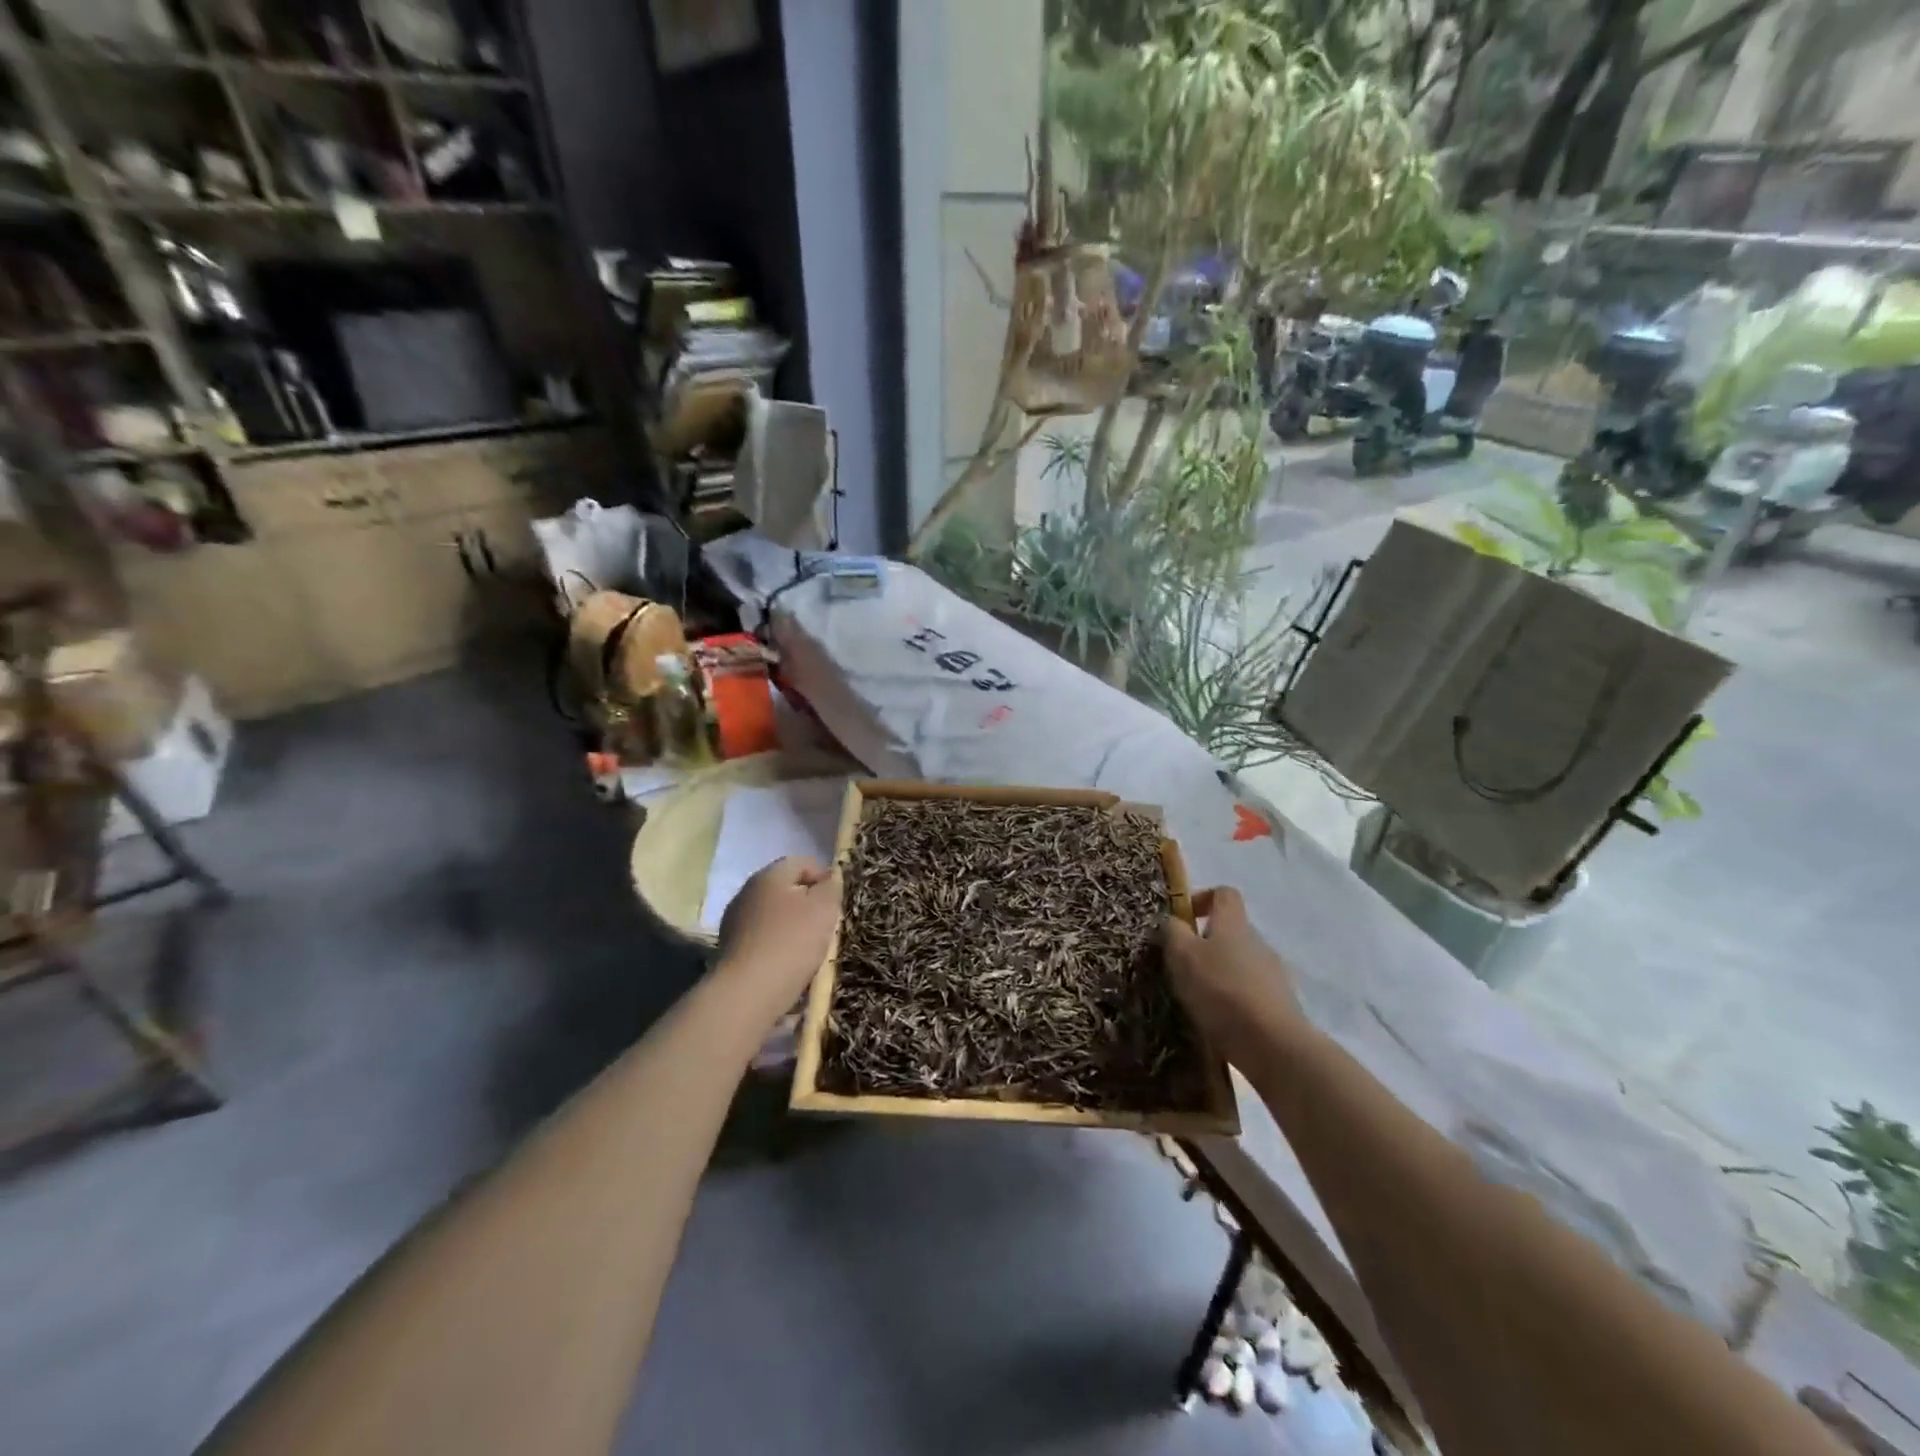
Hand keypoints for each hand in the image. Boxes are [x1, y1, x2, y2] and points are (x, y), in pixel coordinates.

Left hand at [717, 856, 839, 1012]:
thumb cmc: (791, 942)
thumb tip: (830, 877)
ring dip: (793, 927)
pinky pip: (763, 939)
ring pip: (775, 915)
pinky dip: (778, 946)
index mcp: (769, 875)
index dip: (825, 878)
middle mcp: (747, 892)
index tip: (838, 903)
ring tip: (810, 950)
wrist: (748, 992)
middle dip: (808, 904)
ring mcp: (735, 921)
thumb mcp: (824, 908)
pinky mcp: (731, 949)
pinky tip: (788, 965)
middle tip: (826, 926)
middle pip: (787, 889)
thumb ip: (832, 886)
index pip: (803, 863)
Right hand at [1164, 887, 1301, 1067]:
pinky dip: (1233, 1001)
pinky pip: (1250, 993)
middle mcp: (1258, 942)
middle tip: (1181, 967)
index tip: (1182, 920)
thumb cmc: (1221, 990)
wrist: (1273, 1045)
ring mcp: (1274, 974)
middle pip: (1231, 931)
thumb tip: (1173, 921)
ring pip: (1240, 964)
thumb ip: (1173, 933)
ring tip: (1197, 1000)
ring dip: (1219, 974)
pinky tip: (1218, 1022)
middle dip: (1205, 944)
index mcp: (1234, 923)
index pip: (1224, 893)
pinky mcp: (1280, 1005)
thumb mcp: (1182, 956)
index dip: (1202, 899)